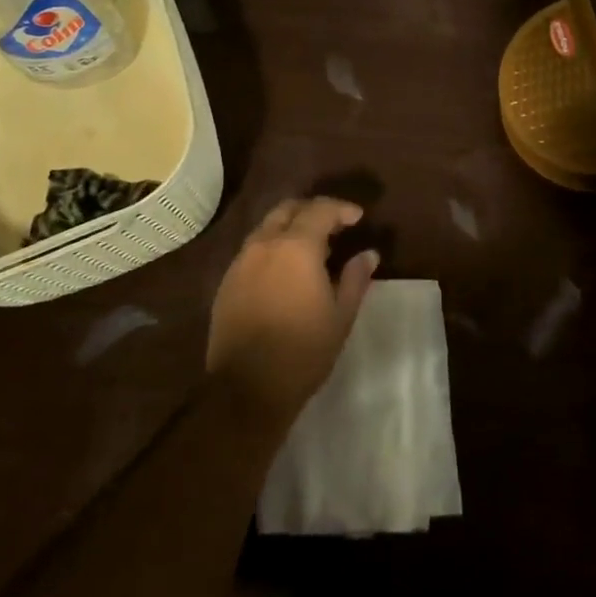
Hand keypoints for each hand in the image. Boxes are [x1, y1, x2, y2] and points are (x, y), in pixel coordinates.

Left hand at [207, 198, 379, 426]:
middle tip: (334, 226)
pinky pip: (253, 249)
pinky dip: (273, 247)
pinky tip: (285, 270)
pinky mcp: (227, 281)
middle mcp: (264, 244)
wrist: (246, 387)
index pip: (320, 210)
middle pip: (288, 209)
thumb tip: (369, 254)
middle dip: (313, 210)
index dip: (342, 209)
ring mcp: (241, 262)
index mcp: (296, 247)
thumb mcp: (341, 316)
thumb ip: (356, 278)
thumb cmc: (303, 350)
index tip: (358, 218)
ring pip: (267, 227)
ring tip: (312, 249)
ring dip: (290, 227)